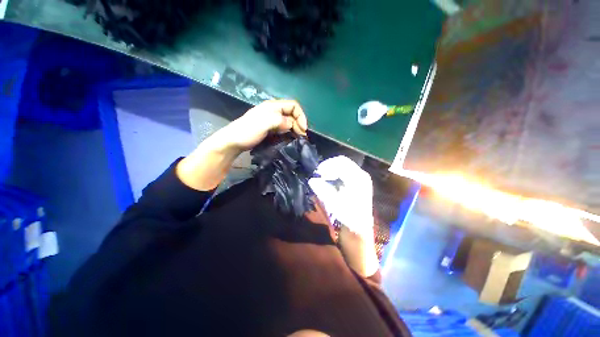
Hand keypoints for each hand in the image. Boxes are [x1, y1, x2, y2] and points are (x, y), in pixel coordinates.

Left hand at [225, 100, 307, 150]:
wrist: (234, 141)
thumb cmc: (248, 131)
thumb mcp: (264, 124)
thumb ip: (279, 121)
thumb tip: (291, 124)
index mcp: (273, 106)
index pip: (293, 105)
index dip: (301, 116)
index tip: (303, 129)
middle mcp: (273, 111)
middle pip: (292, 114)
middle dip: (299, 123)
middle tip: (301, 136)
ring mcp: (271, 120)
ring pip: (288, 121)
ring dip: (295, 128)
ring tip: (297, 138)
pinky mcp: (270, 128)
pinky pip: (283, 128)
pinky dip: (289, 132)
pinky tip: (289, 139)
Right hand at [308, 156, 373, 238]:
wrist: (359, 229)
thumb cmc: (347, 216)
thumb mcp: (333, 203)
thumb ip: (321, 189)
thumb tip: (312, 180)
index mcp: (357, 178)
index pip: (340, 163)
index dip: (326, 166)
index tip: (317, 173)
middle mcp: (361, 175)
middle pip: (342, 162)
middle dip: (328, 166)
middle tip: (319, 174)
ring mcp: (361, 178)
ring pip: (344, 166)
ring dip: (331, 169)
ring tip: (323, 177)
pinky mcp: (359, 182)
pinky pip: (345, 171)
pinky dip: (335, 173)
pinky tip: (330, 180)